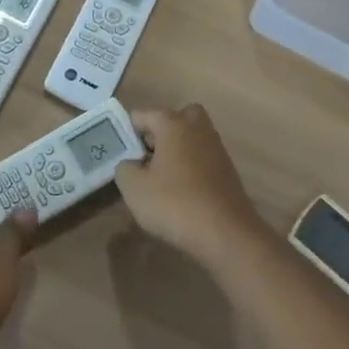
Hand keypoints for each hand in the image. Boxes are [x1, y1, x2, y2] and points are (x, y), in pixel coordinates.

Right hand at [116, 105, 268, 265]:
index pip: (142, 115)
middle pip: (175, 118)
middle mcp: (197, 128)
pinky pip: (203, 159)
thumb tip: (131, 164)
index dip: (128, 133)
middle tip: (147, 157)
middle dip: (160, 133)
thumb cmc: (175, 203)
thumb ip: (125, 168)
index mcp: (173, 124)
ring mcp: (216, 148)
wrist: (227, 234)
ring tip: (161, 180)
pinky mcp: (228, 171)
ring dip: (177, 151)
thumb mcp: (134, 188)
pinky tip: (182, 193)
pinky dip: (192, 169)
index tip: (121, 155)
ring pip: (192, 138)